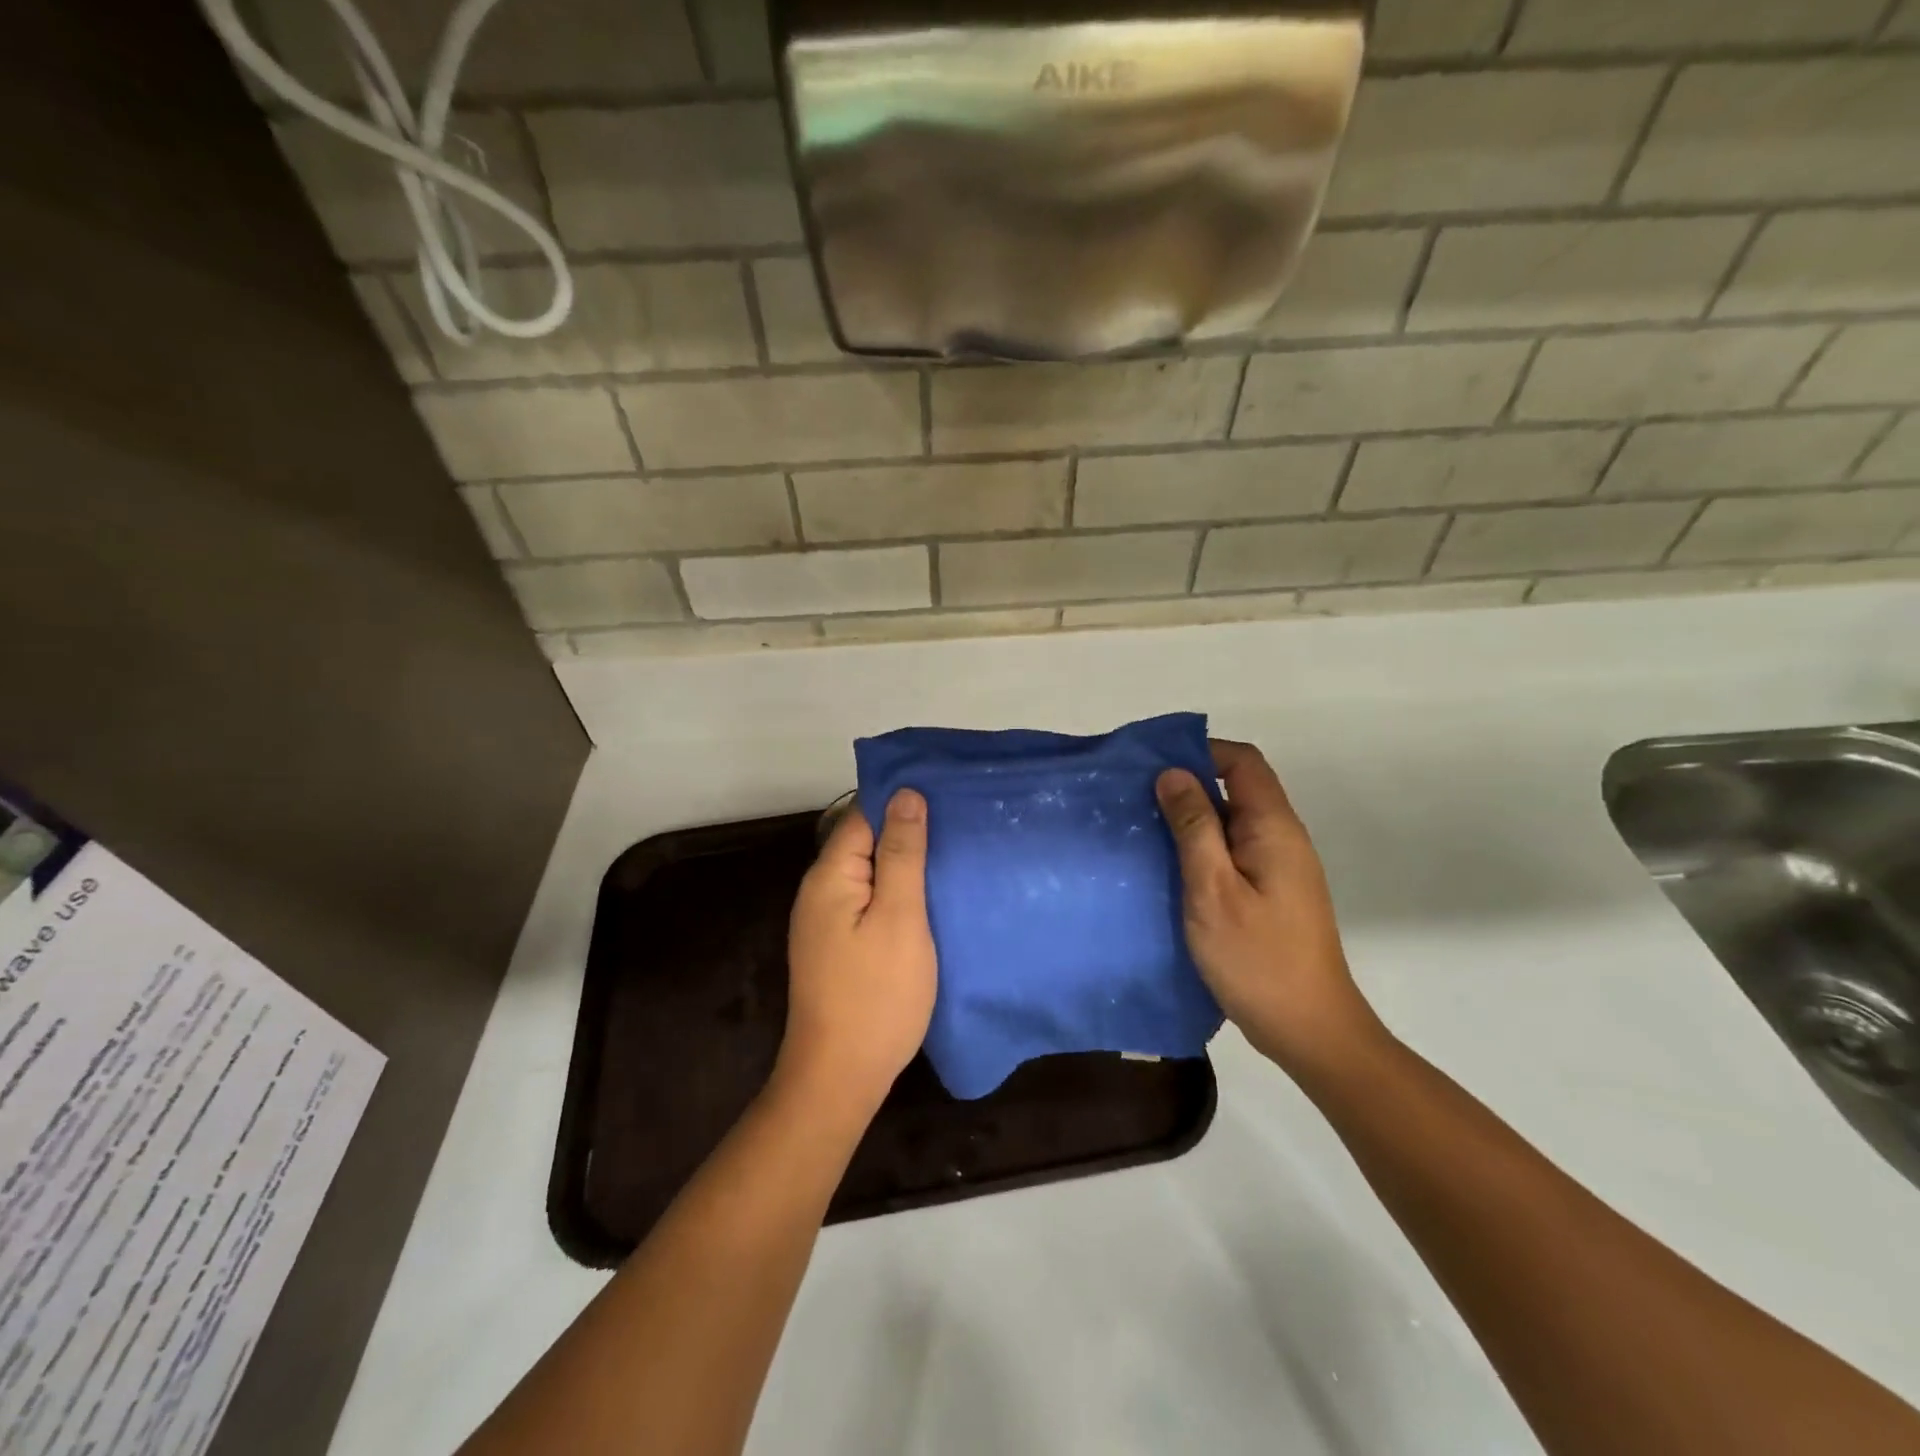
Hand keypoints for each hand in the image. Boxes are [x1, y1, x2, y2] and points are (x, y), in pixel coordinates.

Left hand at [778, 790, 937, 1115]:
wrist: (840, 1077)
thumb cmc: (876, 995)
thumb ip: (902, 854)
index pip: (864, 814)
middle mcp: (821, 890)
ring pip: (871, 873)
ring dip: (906, 862)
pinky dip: (899, 892)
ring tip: (956, 853)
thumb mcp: (899, 918)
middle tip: (962, 822)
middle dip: (908, 829)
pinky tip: (931, 897)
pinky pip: (871, 901)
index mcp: (830, 875)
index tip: (946, 790)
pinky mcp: (839, 945)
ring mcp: (827, 920)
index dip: (902, 799)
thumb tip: (906, 794)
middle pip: (866, 841)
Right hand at [1156, 741, 1383, 1076]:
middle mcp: (1281, 838)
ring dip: (1191, 818)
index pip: (1242, 761)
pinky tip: (1169, 867)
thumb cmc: (1257, 958)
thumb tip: (1173, 773)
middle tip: (1136, 798)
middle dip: (1188, 785)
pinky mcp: (1270, 892)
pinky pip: (1232, 851)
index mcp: (1273, 828)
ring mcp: (1278, 867)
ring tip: (1144, 829)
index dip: (1200, 752)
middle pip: (1237, 788)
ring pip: (1231, 821)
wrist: (1308, 1029)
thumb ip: (1193, 827)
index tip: (1153, 766)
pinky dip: (1200, 848)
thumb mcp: (1212, 889)